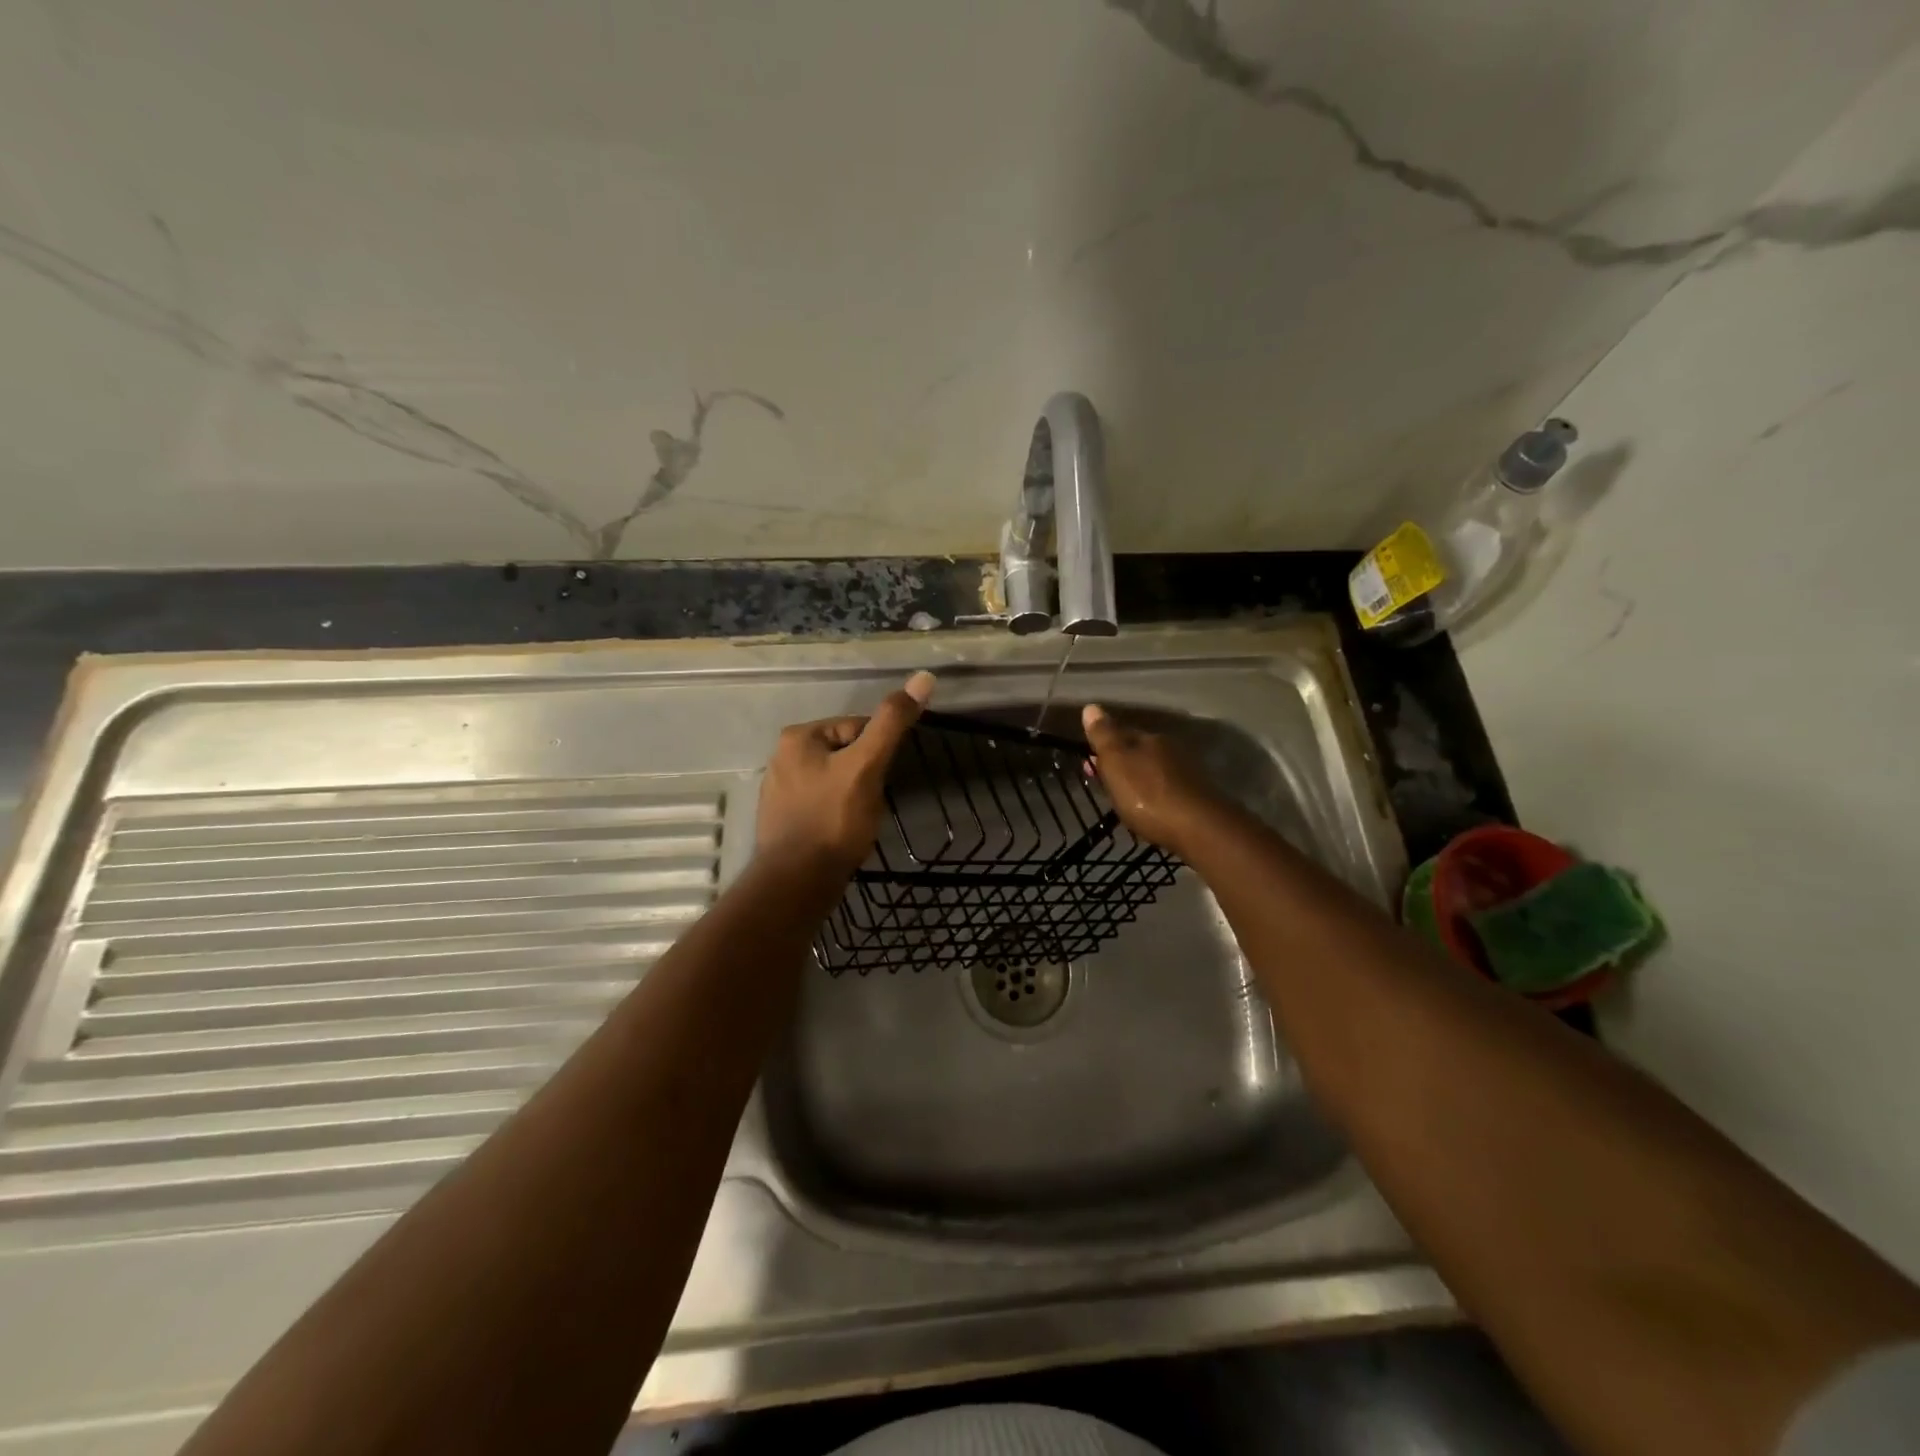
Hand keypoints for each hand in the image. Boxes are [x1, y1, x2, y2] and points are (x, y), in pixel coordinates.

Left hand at [756, 671, 935, 870]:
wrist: (798, 882)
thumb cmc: (834, 819)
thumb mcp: (867, 766)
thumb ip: (892, 722)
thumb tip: (923, 677)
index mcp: (798, 737)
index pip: (856, 728)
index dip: (878, 752)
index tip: (881, 780)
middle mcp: (782, 757)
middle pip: (845, 754)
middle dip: (865, 776)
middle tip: (870, 804)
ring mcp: (779, 790)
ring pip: (835, 781)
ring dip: (852, 796)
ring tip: (858, 821)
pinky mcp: (783, 819)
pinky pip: (821, 804)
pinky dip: (836, 814)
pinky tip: (842, 834)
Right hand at [1081, 703, 1225, 855]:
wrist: (1198, 828)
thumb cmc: (1147, 795)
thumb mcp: (1116, 763)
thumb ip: (1104, 736)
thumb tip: (1091, 707)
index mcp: (1148, 738)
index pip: (1120, 732)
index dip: (1102, 745)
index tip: (1088, 760)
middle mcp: (1169, 749)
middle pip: (1137, 750)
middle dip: (1120, 762)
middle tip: (1103, 780)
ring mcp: (1186, 771)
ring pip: (1152, 769)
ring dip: (1137, 778)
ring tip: (1123, 795)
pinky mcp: (1196, 795)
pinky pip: (1165, 787)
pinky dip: (1152, 793)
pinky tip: (1148, 805)